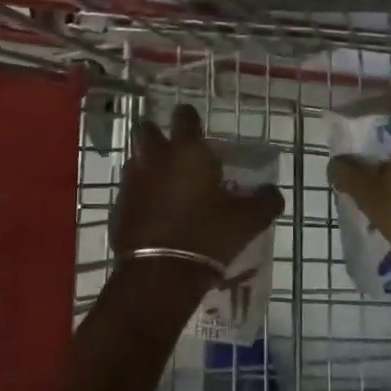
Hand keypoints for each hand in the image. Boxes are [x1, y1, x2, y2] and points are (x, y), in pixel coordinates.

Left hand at [112, 104, 284, 272]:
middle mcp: (155, 158)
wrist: (160, 274)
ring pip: (136, 161)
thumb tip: (272, 192)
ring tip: (167, 188)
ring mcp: (132, 182)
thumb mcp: (248, 221)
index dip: (191, 120)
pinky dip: (140, 197)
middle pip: (147, 130)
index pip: (185, 115)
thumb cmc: (208, 236)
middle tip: (175, 154)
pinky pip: (129, 192)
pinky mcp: (118, 207)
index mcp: (187, 151)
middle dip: (157, 136)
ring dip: (148, 167)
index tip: (198, 132)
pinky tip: (155, 216)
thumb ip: (265, 201)